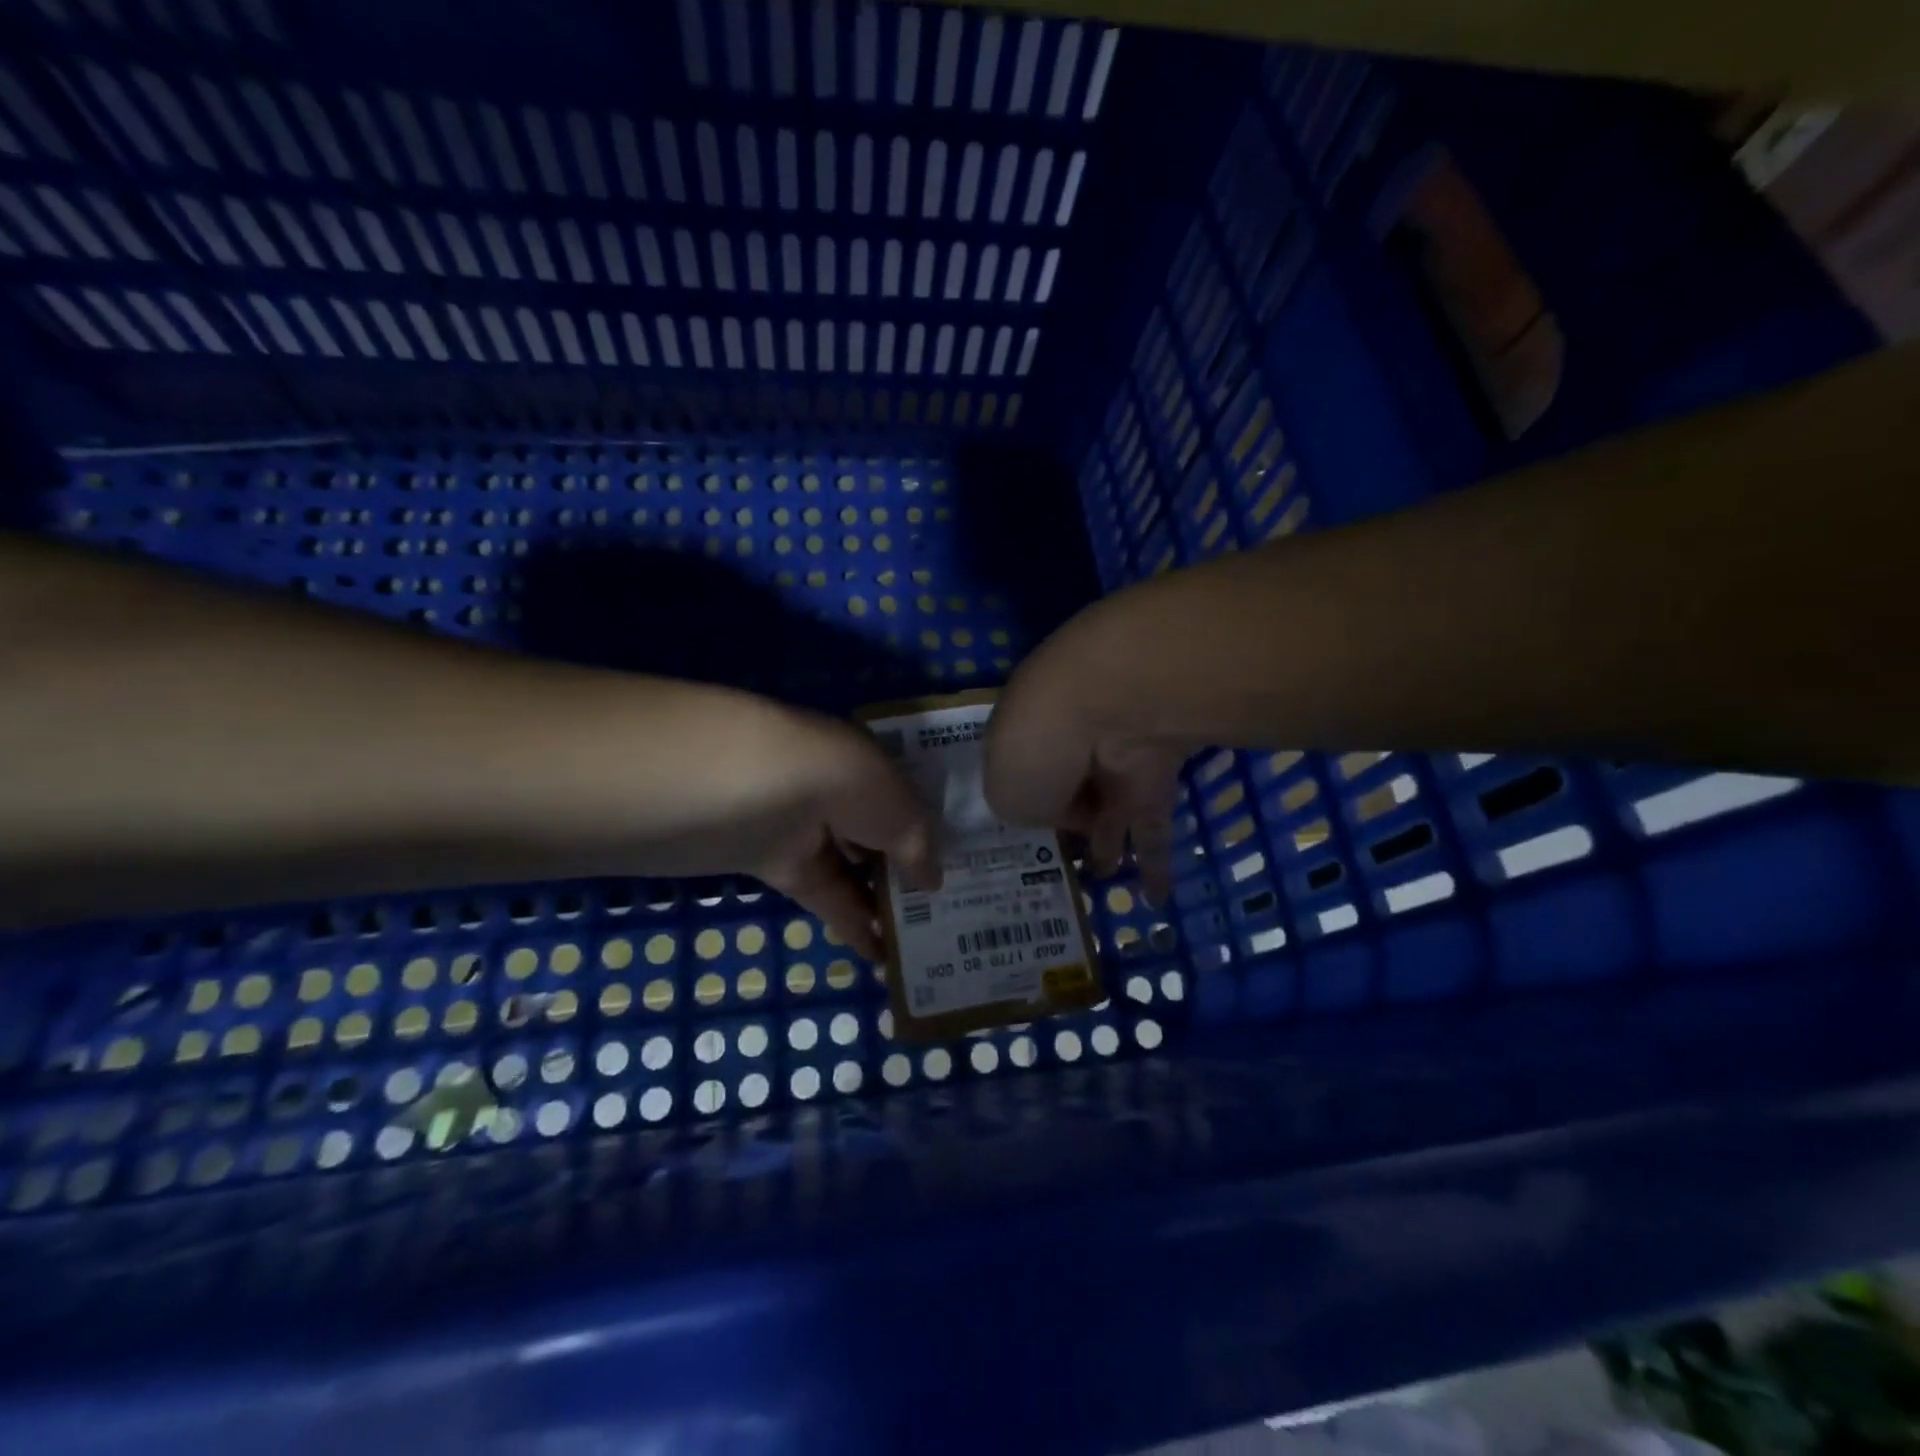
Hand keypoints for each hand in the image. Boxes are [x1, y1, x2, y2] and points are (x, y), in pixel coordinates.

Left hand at [722, 704, 941, 958]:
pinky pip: (828, 898)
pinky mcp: (782, 867)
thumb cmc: (842, 781)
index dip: (928, 831)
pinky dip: (853, 925)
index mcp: (868, 764)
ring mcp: (808, 830)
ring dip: (884, 903)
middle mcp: (839, 793)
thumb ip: (919, 845)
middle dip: (909, 869)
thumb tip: (933, 882)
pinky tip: (883, 957)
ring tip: (923, 940)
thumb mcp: (900, 808)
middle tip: (946, 910)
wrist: (753, 789)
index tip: (961, 865)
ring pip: (855, 870)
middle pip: (880, 835)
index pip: (904, 798)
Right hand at [983, 640, 1187, 906]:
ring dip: (1111, 846)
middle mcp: (1068, 747)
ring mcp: (1116, 759)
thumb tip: (1069, 815)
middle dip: (1070, 824)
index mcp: (1021, 743)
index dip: (1026, 808)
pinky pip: (1154, 826)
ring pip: (1112, 812)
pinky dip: (1157, 864)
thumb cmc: (1035, 749)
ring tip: (1109, 880)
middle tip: (1069, 863)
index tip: (1028, 840)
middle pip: (1069, 793)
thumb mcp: (1006, 796)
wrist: (1106, 705)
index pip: (1024, 778)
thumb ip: (1028, 814)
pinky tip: (1156, 900)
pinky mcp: (1159, 773)